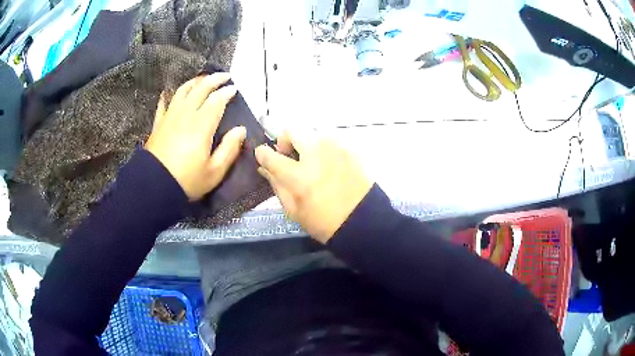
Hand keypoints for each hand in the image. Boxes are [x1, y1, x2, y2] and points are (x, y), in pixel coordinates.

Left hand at [145, 73, 245, 200]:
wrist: (154, 187)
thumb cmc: (187, 180)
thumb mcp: (215, 171)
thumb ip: (230, 149)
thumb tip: (241, 130)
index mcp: (202, 125)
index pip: (217, 100)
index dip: (227, 92)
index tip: (234, 89)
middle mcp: (186, 114)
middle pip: (200, 89)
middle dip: (213, 79)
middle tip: (224, 76)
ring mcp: (170, 117)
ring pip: (182, 91)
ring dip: (194, 82)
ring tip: (202, 80)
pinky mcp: (158, 124)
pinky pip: (163, 104)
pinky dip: (168, 96)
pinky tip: (169, 92)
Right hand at [255, 131, 372, 242]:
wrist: (363, 220)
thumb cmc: (325, 222)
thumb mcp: (294, 211)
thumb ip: (277, 185)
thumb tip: (265, 167)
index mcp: (299, 176)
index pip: (270, 155)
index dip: (262, 154)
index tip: (263, 156)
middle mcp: (316, 155)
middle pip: (291, 130)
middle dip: (285, 140)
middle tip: (289, 155)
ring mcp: (335, 148)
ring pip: (312, 133)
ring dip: (307, 144)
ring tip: (314, 162)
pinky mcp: (350, 148)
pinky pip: (330, 140)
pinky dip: (324, 148)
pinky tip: (330, 165)